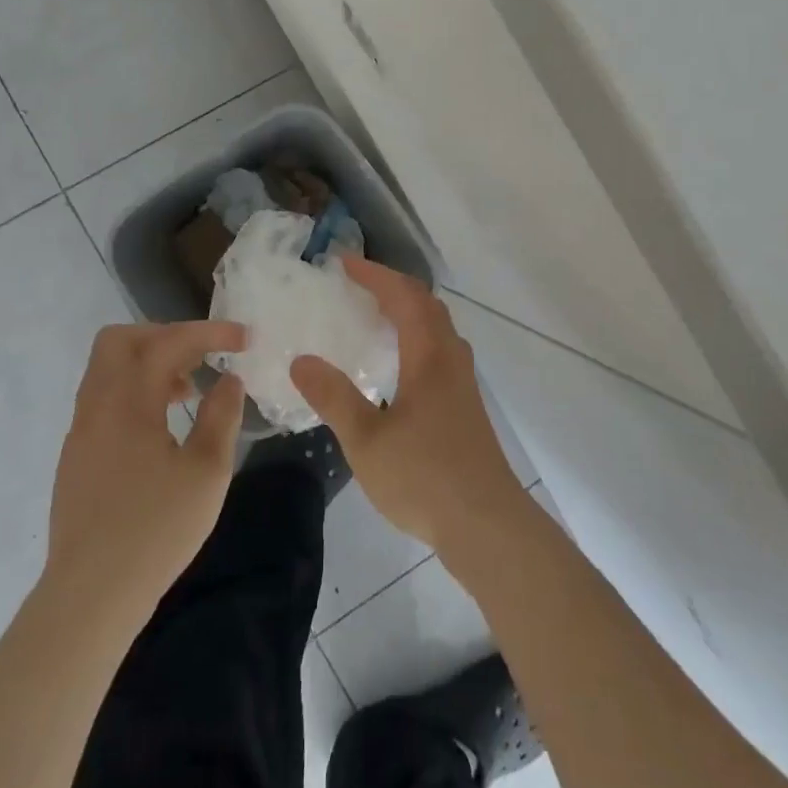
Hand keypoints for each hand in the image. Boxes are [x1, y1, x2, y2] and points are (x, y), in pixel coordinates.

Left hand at [46, 321, 247, 609]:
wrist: (90, 597)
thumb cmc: (155, 531)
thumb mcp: (207, 472)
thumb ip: (221, 416)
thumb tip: (229, 380)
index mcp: (128, 402)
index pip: (168, 342)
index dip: (209, 333)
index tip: (244, 339)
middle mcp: (97, 405)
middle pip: (121, 341)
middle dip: (165, 335)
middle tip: (201, 355)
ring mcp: (81, 431)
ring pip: (108, 369)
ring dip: (149, 363)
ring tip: (189, 390)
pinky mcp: (77, 456)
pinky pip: (104, 398)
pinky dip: (135, 391)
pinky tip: (162, 425)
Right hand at [291, 259, 523, 553]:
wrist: (486, 523)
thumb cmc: (424, 478)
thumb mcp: (366, 440)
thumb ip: (334, 397)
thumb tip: (300, 360)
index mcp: (428, 356)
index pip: (403, 296)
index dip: (374, 275)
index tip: (343, 263)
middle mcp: (450, 358)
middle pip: (426, 304)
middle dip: (392, 286)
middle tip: (357, 284)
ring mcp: (462, 382)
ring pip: (438, 326)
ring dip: (408, 309)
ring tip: (375, 315)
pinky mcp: (466, 404)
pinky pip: (440, 348)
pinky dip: (417, 335)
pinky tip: (399, 364)